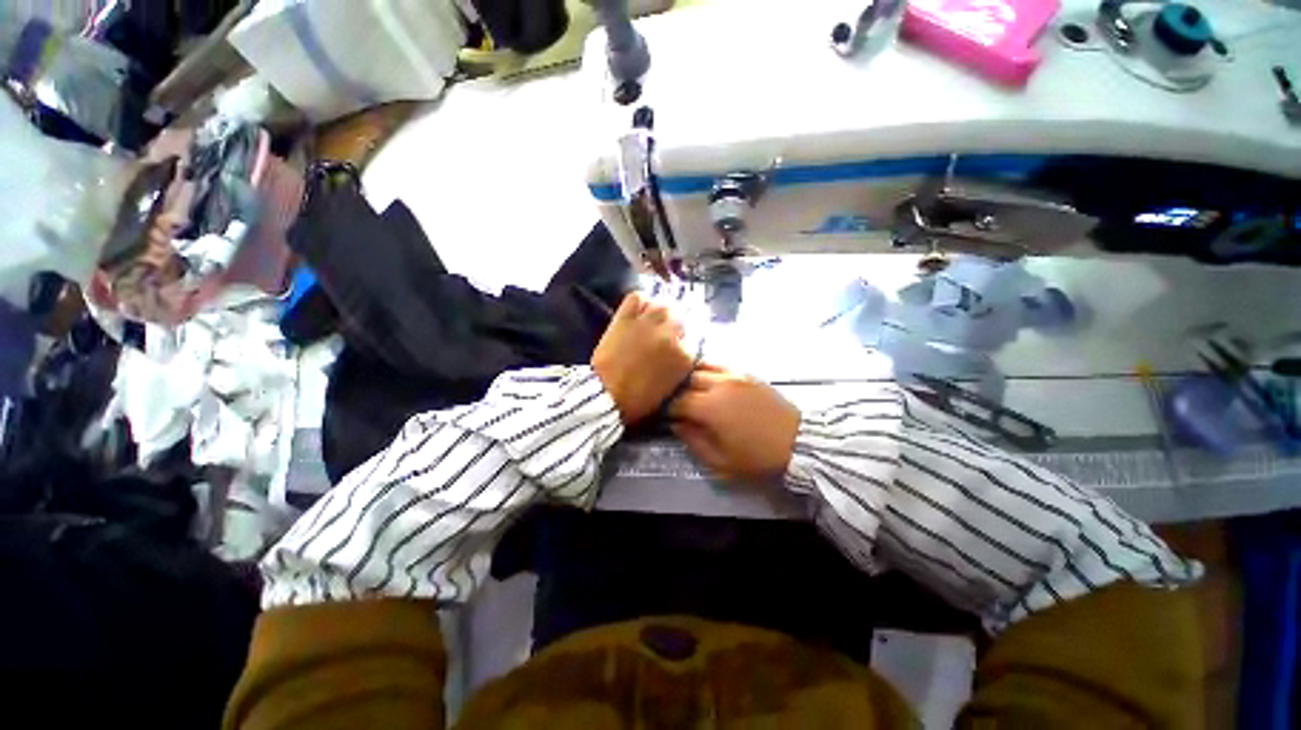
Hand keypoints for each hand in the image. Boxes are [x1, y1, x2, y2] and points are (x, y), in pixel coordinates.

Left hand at [591, 292, 693, 424]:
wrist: (605, 396)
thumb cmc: (638, 400)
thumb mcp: (670, 388)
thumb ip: (680, 367)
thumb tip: (681, 354)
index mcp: (684, 356)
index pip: (693, 341)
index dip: (684, 344)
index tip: (676, 348)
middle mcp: (670, 335)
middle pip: (680, 320)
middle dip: (674, 328)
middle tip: (664, 335)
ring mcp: (647, 324)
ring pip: (663, 306)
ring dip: (660, 313)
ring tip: (653, 320)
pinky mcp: (626, 318)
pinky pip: (637, 298)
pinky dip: (640, 301)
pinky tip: (639, 309)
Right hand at [669, 366, 800, 484]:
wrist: (798, 442)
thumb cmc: (757, 457)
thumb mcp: (720, 461)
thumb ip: (693, 441)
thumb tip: (676, 424)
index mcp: (708, 407)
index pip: (675, 401)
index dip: (665, 408)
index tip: (662, 415)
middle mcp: (717, 384)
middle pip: (685, 379)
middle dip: (675, 390)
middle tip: (672, 402)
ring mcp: (733, 374)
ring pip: (700, 366)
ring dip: (689, 376)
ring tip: (686, 388)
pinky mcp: (745, 372)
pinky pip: (718, 365)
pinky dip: (706, 370)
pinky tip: (706, 380)